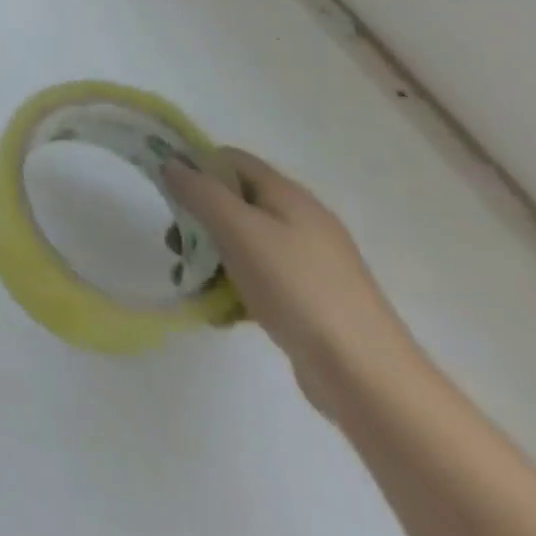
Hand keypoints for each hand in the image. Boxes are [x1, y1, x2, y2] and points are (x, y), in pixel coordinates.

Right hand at [166, 148, 420, 418]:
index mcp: (288, 195)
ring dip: (211, 257)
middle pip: (234, 202)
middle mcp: (301, 221)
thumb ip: (200, 191)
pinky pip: (260, 280)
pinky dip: (235, 288)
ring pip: (243, 243)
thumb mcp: (238, 229)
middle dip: (198, 219)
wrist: (367, 376)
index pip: (231, 159)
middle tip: (176, 244)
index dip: (196, 166)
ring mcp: (309, 263)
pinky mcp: (311, 300)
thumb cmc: (296, 287)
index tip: (168, 191)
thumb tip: (170, 163)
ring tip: (191, 282)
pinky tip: (220, 312)